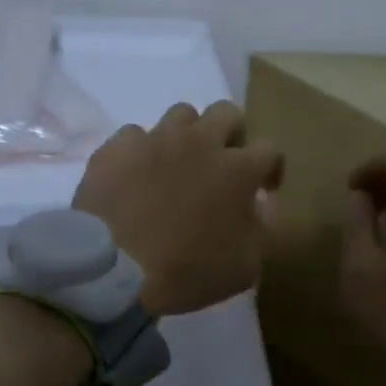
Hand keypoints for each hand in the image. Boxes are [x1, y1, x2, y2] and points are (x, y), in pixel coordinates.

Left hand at [74, 101, 283, 316]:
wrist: (115, 271)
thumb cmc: (187, 272)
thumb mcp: (244, 267)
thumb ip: (260, 230)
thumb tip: (256, 208)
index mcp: (237, 169)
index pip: (270, 149)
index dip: (270, 168)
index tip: (262, 189)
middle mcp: (200, 142)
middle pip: (226, 112)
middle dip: (230, 134)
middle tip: (221, 163)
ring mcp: (155, 139)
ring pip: (181, 115)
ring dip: (186, 135)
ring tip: (176, 163)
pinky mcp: (117, 147)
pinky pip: (134, 135)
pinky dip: (140, 152)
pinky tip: (135, 175)